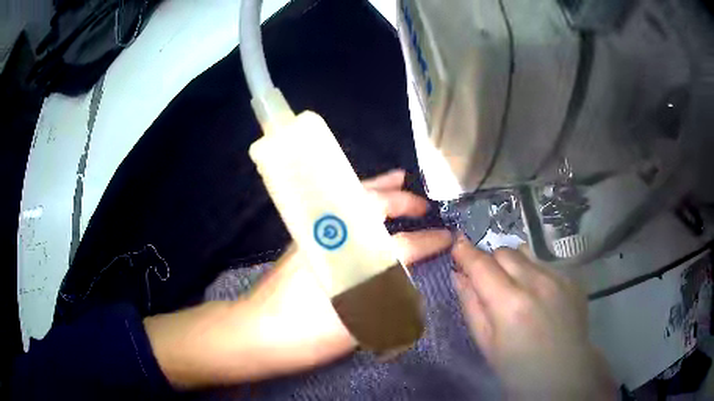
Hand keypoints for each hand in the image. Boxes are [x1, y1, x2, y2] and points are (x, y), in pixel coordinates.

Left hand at [145, 170, 451, 388]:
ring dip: (378, 187)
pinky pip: (336, 208)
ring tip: (398, 177)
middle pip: (373, 206)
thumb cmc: (307, 335)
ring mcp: (315, 234)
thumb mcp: (357, 327)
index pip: (403, 246)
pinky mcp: (303, 239)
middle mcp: (336, 238)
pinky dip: (354, 197)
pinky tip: (362, 199)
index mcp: (355, 261)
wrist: (258, 332)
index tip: (446, 238)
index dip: (428, 242)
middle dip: (403, 202)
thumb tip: (408, 284)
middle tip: (423, 204)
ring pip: (352, 198)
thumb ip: (388, 302)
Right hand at [451, 237, 615, 399]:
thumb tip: (459, 275)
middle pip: (504, 252)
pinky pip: (545, 263)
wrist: (563, 373)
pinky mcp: (571, 278)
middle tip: (490, 283)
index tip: (457, 245)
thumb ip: (471, 305)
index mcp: (510, 304)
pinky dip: (534, 273)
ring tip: (517, 288)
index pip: (481, 264)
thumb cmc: (517, 367)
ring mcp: (558, 278)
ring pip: (526, 252)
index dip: (465, 252)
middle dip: (491, 262)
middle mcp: (536, 282)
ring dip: (514, 264)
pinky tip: (539, 297)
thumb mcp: (486, 343)